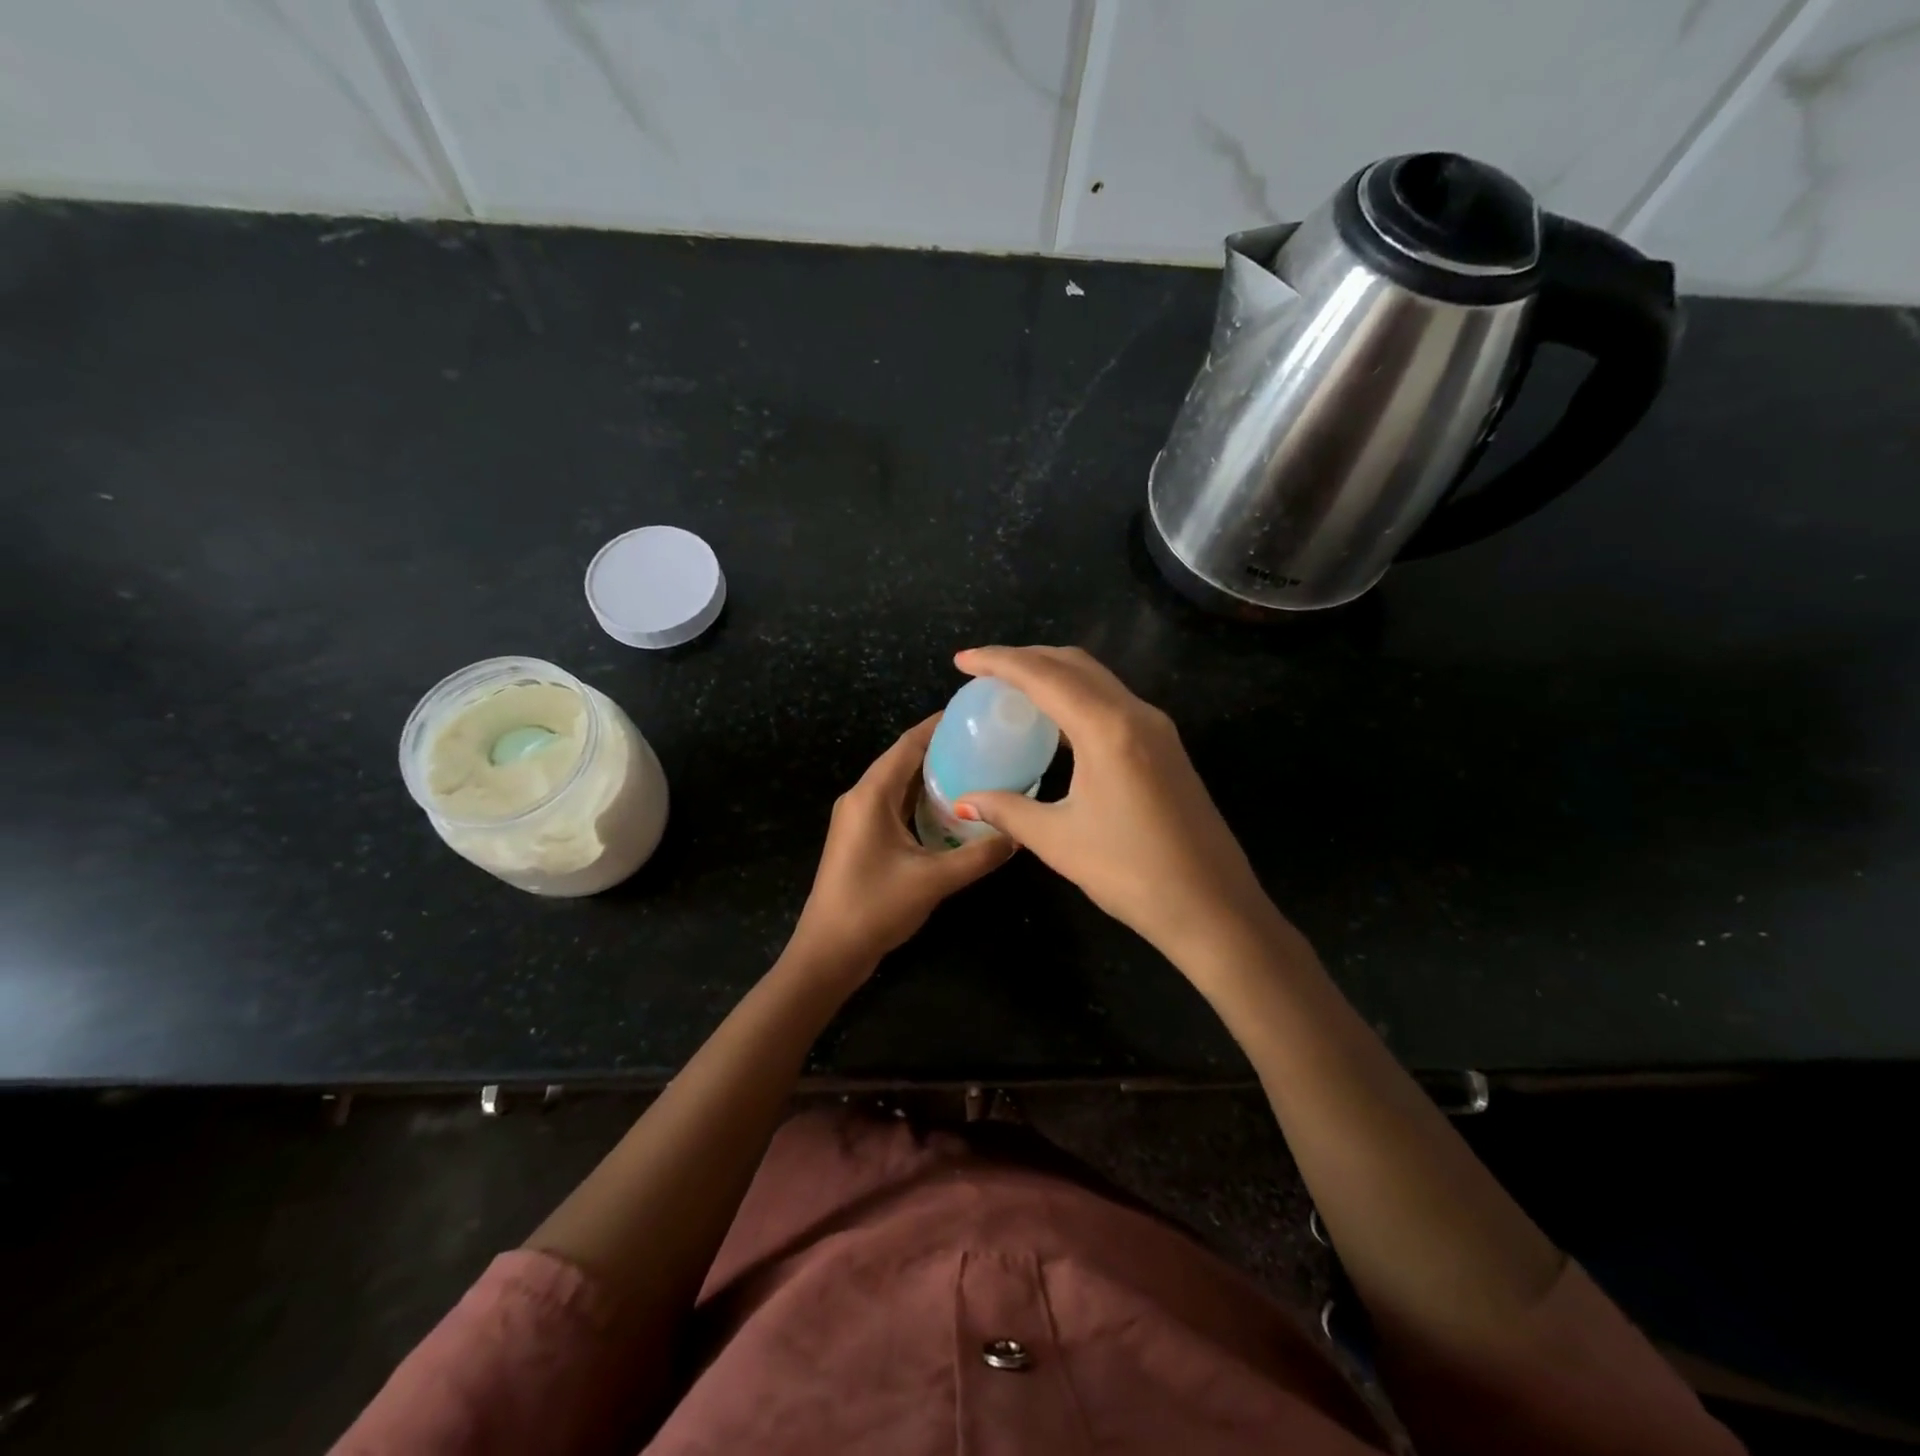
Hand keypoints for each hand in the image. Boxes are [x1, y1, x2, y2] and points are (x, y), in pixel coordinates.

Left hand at [788, 715, 1014, 974]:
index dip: (939, 725)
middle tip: (986, 743)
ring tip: (977, 768)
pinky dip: (922, 799)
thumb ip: (979, 855)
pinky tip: (952, 808)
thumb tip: (1018, 835)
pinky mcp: (862, 838)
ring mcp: (858, 818)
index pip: (908, 744)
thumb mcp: (933, 880)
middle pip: (904, 759)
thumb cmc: (874, 908)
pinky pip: (895, 804)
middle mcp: (861, 797)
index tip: (974, 714)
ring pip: (899, 783)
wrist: (828, 953)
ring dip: (932, 775)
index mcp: (871, 795)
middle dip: (942, 749)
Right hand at [951, 646, 1284, 966]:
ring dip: (1054, 674)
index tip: (962, 661)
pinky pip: (1114, 703)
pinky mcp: (1167, 747)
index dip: (998, 662)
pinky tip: (1057, 723)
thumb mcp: (1059, 840)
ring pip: (1098, 680)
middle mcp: (1136, 714)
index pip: (1043, 676)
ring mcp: (1158, 729)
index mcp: (1108, 728)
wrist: (1213, 908)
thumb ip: (1008, 810)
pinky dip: (1077, 698)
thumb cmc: (1132, 873)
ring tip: (1013, 689)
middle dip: (1026, 658)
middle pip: (1074, 664)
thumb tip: (964, 801)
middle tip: (984, 671)